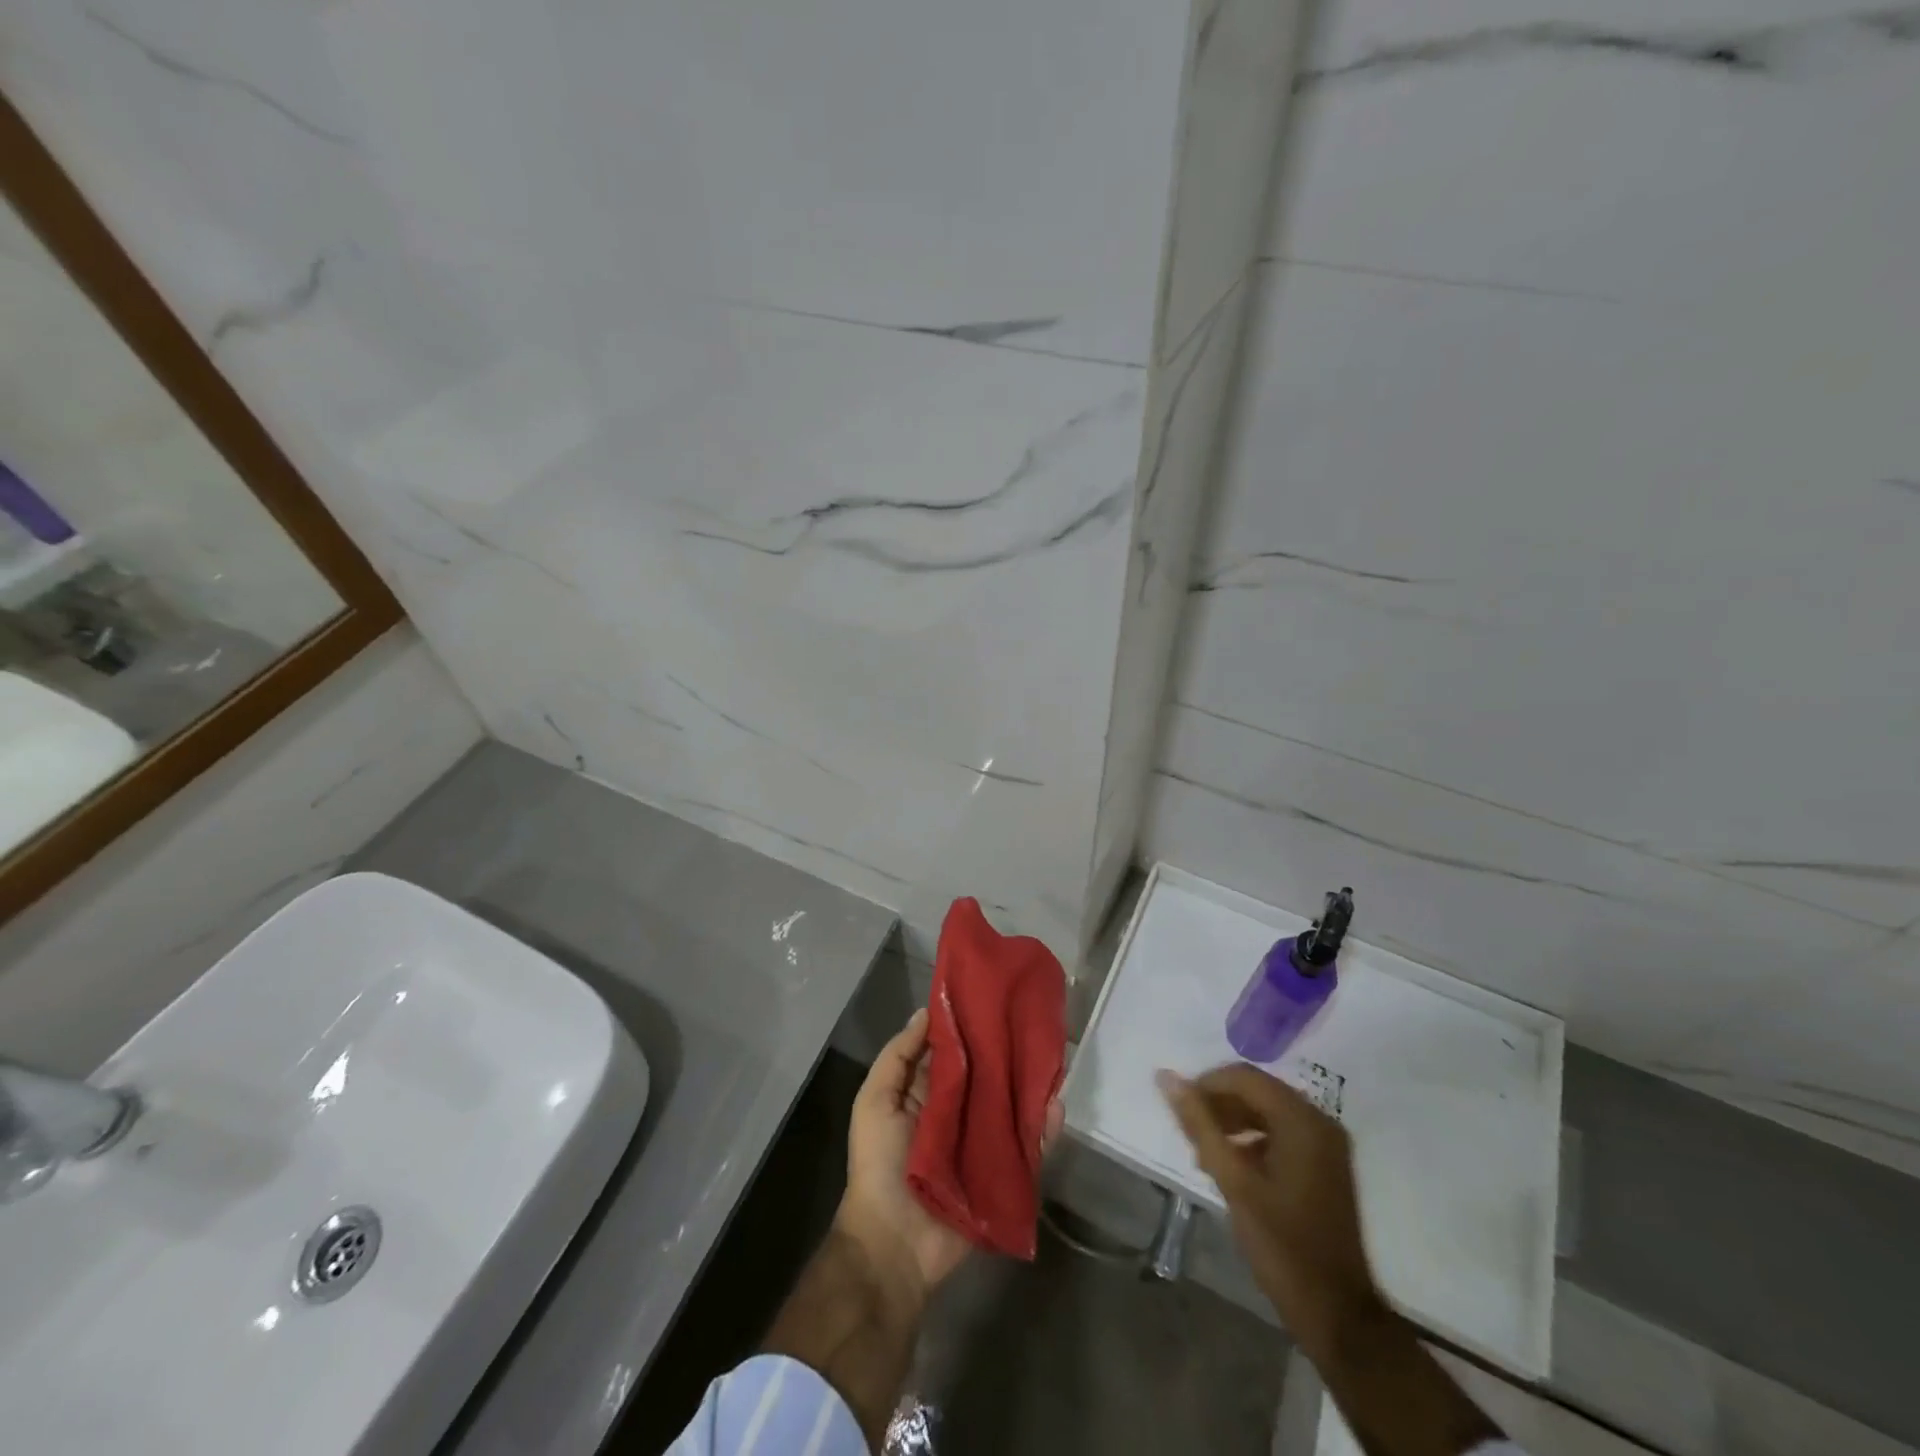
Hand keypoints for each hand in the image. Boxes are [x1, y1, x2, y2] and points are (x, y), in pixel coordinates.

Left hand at [837, 1009, 1063, 1300]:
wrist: (894, 1244)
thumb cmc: (879, 1164)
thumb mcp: (875, 1101)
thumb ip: (898, 1056)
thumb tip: (926, 1013)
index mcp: (927, 1094)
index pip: (954, 1052)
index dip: (970, 1026)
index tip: (993, 996)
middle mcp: (958, 1113)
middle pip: (988, 1076)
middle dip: (1007, 1052)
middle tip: (1033, 1022)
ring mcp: (983, 1144)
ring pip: (1012, 1106)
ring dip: (1031, 1085)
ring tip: (1054, 1059)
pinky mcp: (1003, 1174)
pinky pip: (1029, 1146)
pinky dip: (1044, 1127)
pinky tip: (1057, 1105)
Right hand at [1158, 1063, 1382, 1352]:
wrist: (1337, 1313)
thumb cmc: (1281, 1244)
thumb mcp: (1232, 1181)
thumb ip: (1199, 1124)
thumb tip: (1166, 1077)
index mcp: (1302, 1120)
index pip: (1244, 1077)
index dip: (1206, 1085)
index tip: (1179, 1110)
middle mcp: (1319, 1121)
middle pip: (1257, 1090)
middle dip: (1219, 1104)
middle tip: (1190, 1134)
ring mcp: (1327, 1143)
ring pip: (1268, 1110)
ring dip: (1233, 1120)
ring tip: (1205, 1152)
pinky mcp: (1326, 1164)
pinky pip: (1282, 1131)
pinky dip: (1253, 1138)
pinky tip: (1232, 1166)